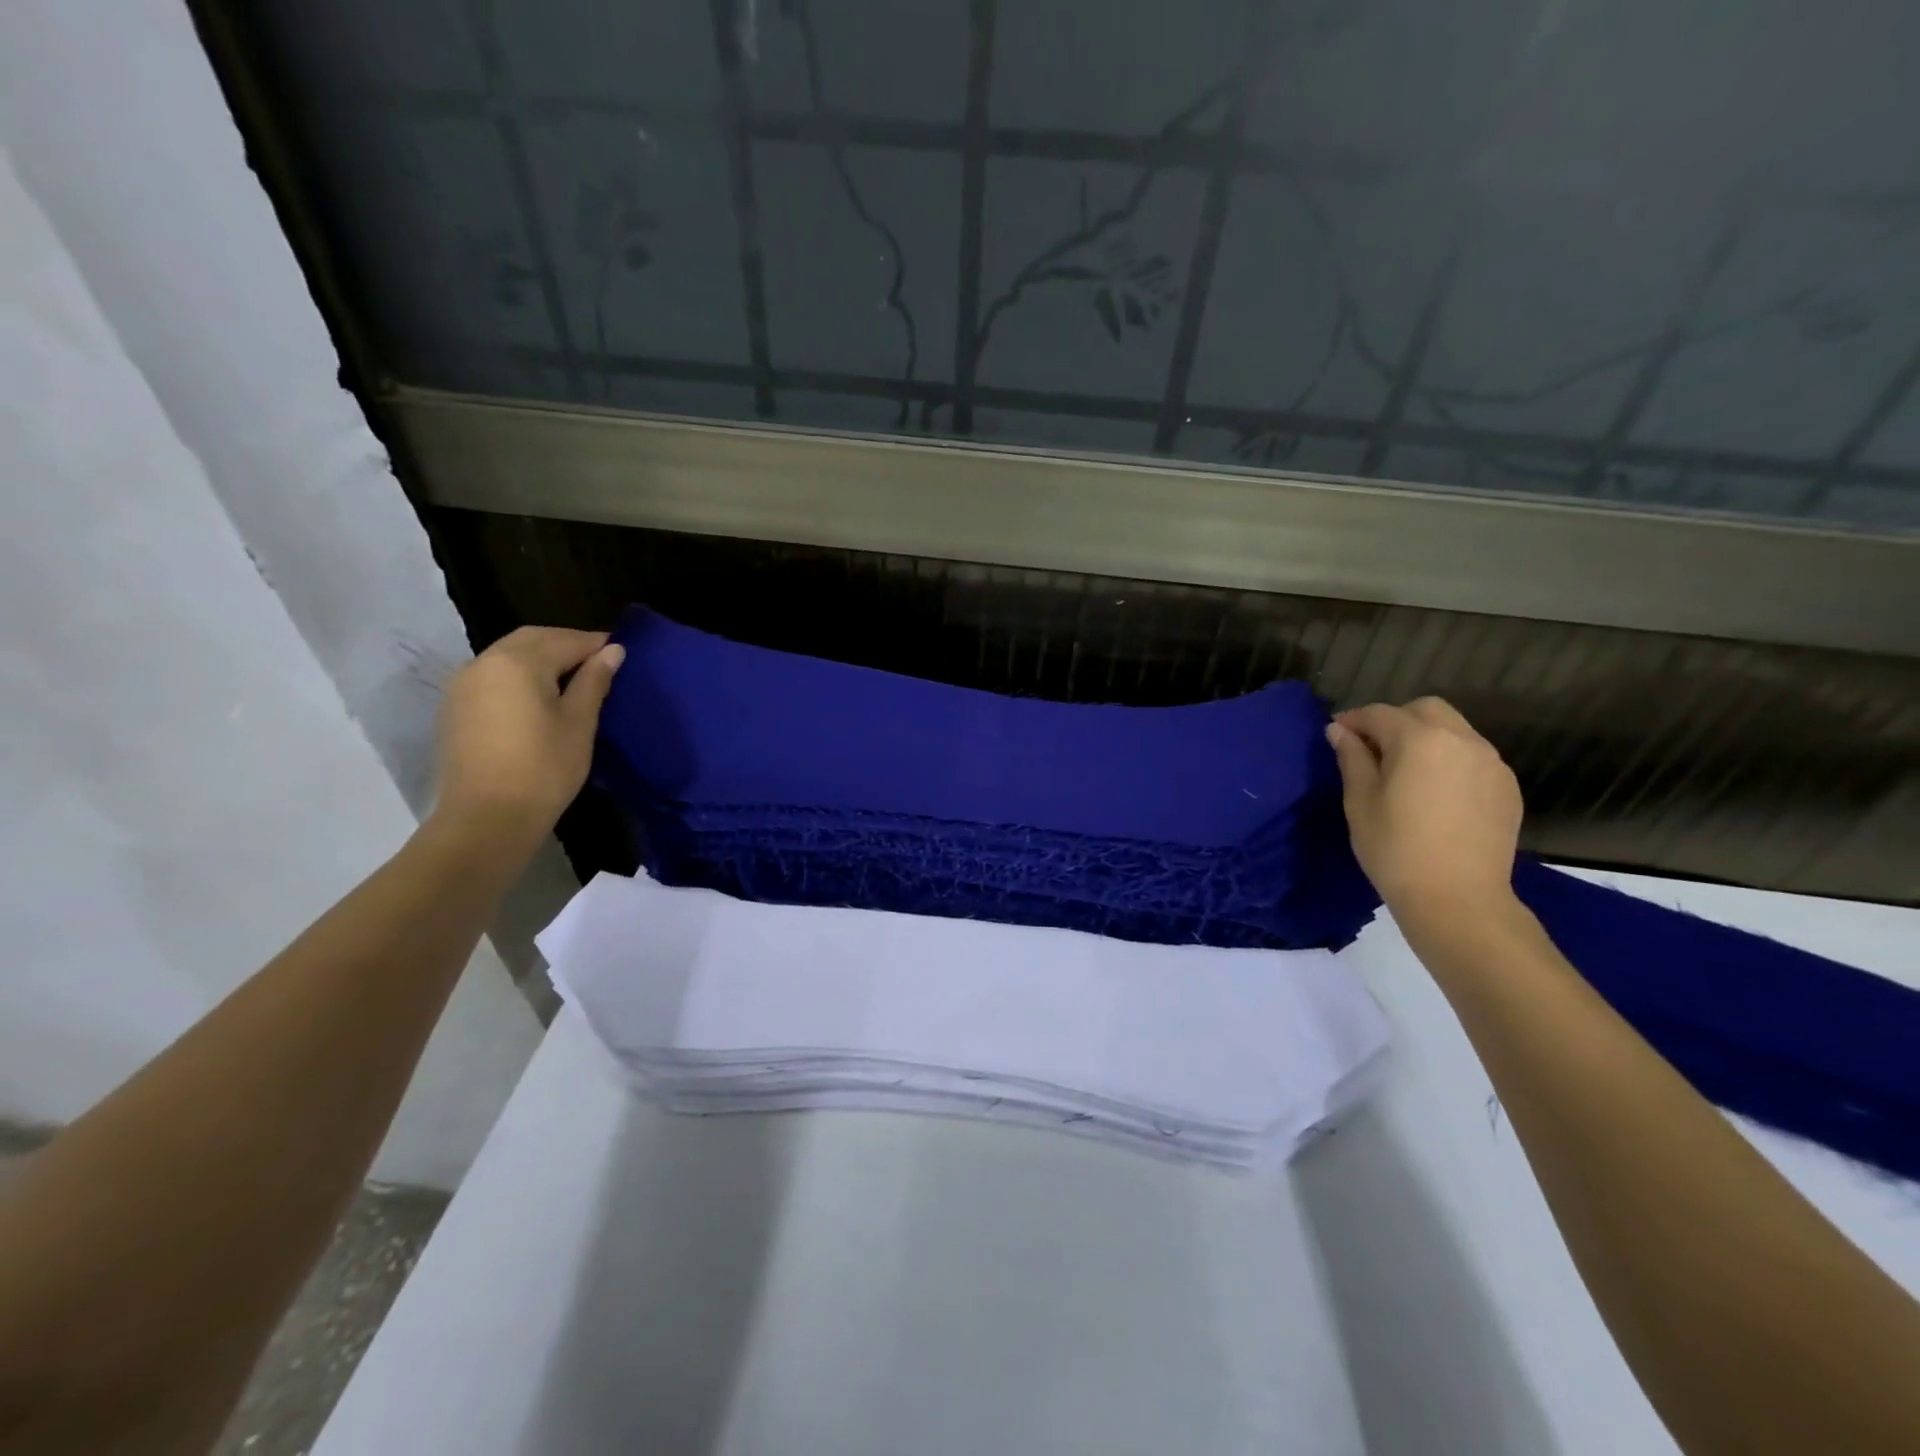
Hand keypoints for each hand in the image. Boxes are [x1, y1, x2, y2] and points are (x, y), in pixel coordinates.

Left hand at [432, 627, 624, 852]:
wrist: (486, 818)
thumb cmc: (544, 769)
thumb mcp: (579, 723)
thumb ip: (594, 681)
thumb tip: (613, 651)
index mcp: (519, 662)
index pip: (566, 640)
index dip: (596, 644)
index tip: (621, 652)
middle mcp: (485, 662)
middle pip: (532, 639)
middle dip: (566, 643)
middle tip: (598, 662)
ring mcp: (463, 684)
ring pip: (509, 654)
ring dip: (541, 657)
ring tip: (572, 679)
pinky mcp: (455, 707)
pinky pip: (493, 675)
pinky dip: (519, 674)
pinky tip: (538, 697)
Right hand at [1326, 696, 1522, 925]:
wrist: (1458, 899)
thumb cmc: (1395, 849)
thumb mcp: (1360, 801)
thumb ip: (1352, 758)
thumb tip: (1340, 731)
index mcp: (1419, 740)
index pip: (1380, 714)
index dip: (1354, 720)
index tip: (1336, 733)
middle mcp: (1461, 740)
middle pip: (1424, 710)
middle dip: (1395, 720)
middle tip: (1372, 749)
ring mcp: (1491, 762)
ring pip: (1453, 730)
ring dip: (1425, 737)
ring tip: (1405, 770)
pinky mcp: (1506, 786)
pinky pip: (1473, 756)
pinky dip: (1449, 758)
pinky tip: (1434, 790)